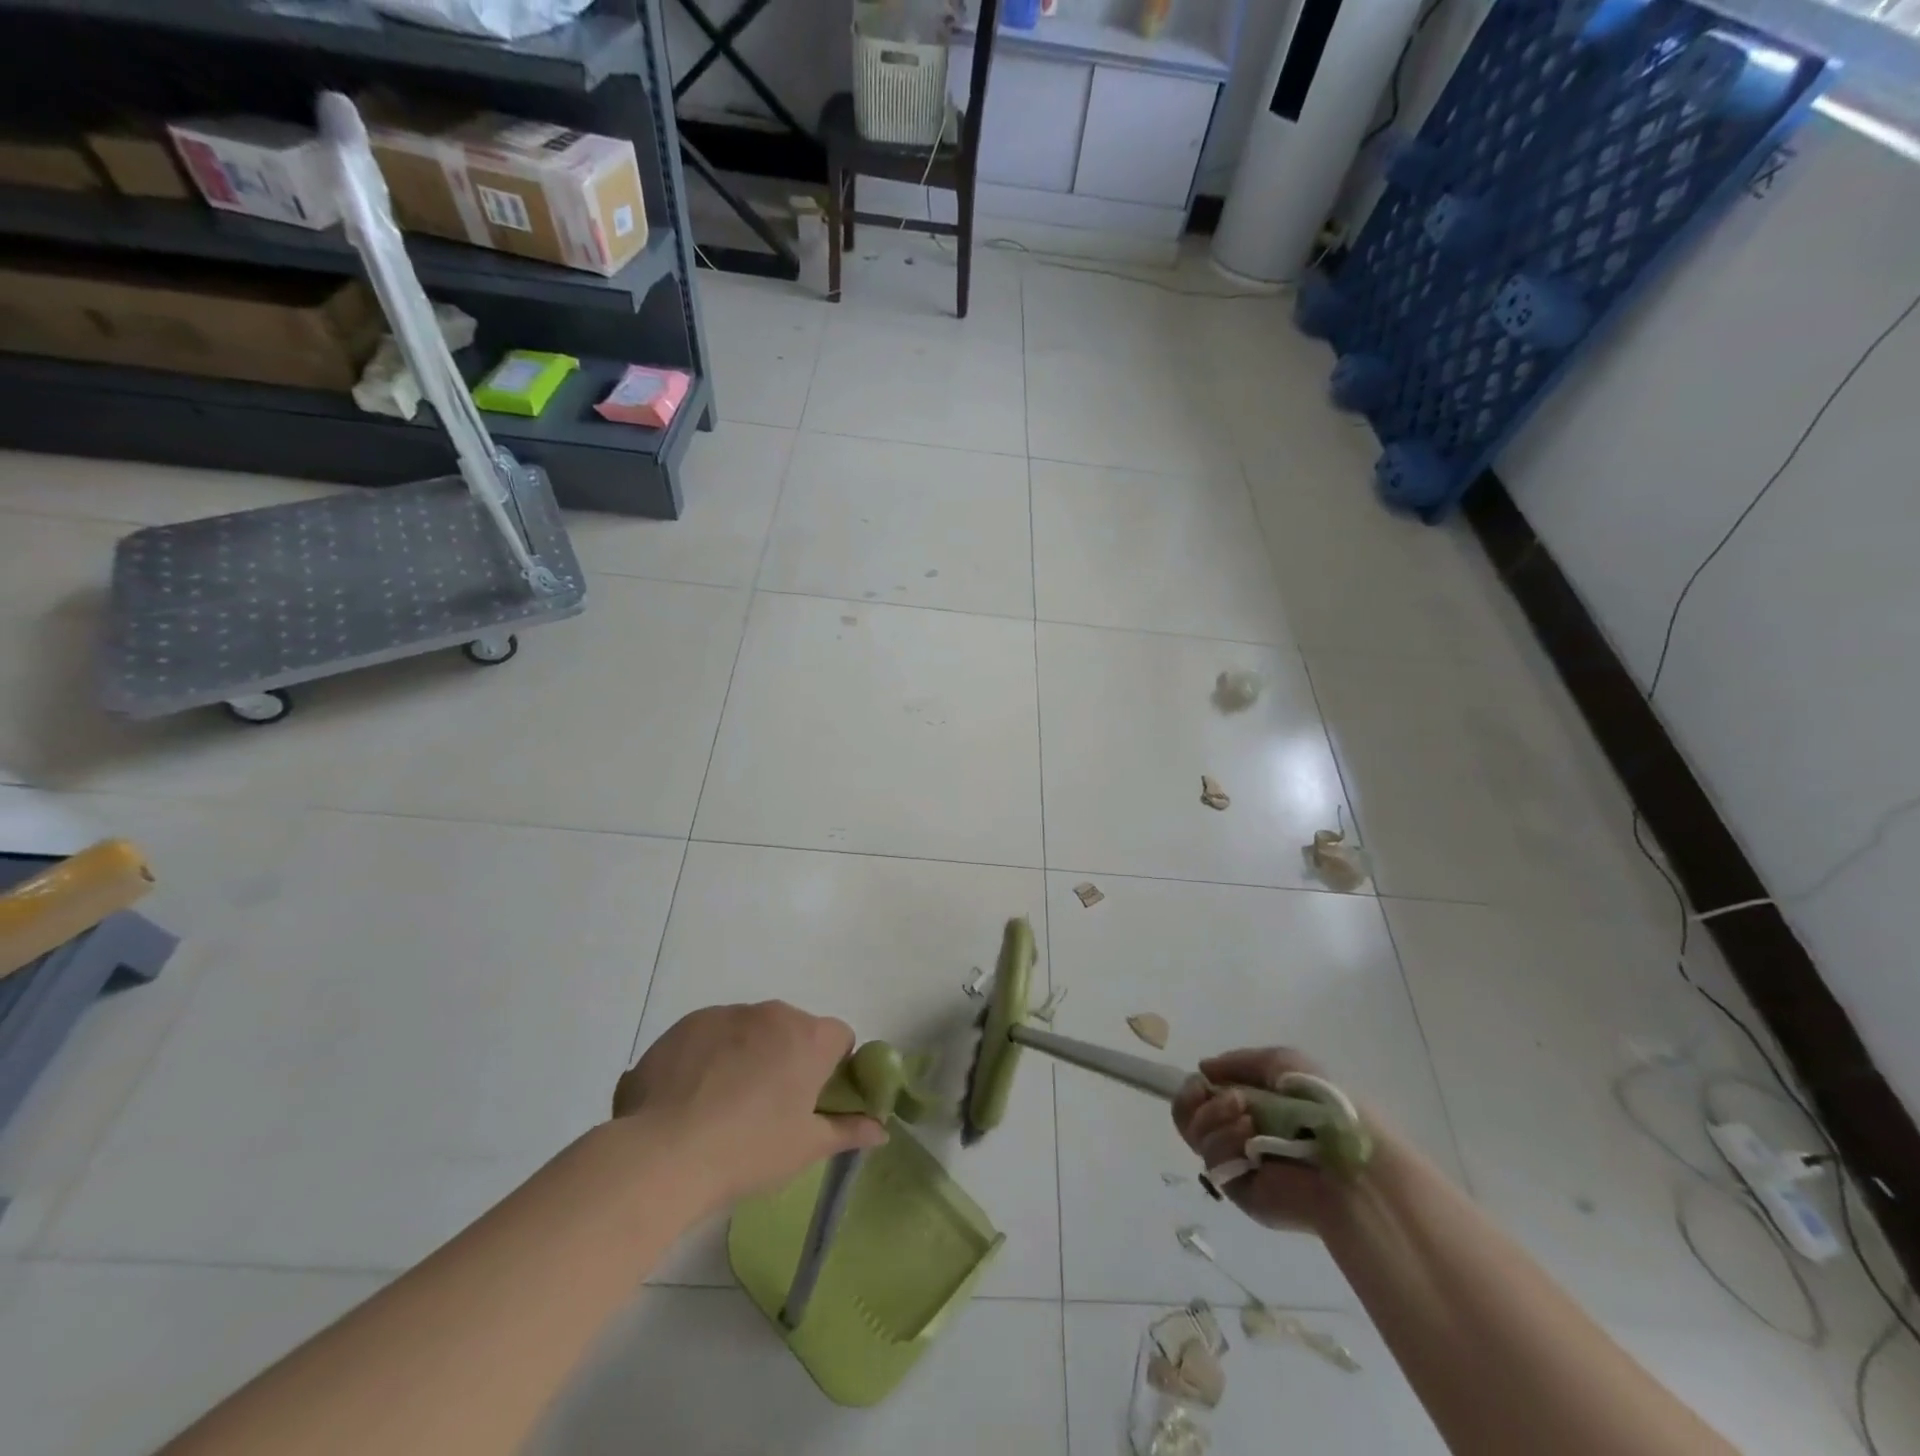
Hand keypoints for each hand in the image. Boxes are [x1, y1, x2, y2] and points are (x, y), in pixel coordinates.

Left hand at [611, 1002, 887, 1212]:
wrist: (663, 1154)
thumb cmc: (749, 1150)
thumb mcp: (806, 1148)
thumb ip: (848, 1130)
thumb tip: (881, 1129)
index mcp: (809, 1037)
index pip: (839, 1038)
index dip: (833, 1068)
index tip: (814, 1101)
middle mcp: (772, 1013)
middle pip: (793, 1030)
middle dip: (788, 1059)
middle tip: (769, 1108)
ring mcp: (726, 1014)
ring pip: (750, 1031)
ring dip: (748, 1055)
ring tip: (722, 1106)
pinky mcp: (687, 1024)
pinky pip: (711, 1035)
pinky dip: (710, 1057)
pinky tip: (690, 1098)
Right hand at [1171, 1047, 1341, 1232]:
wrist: (1346, 1157)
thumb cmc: (1319, 1102)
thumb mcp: (1280, 1062)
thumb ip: (1237, 1061)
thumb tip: (1203, 1069)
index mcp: (1248, 1105)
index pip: (1201, 1098)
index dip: (1192, 1088)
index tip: (1201, 1080)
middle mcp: (1237, 1133)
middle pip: (1187, 1117)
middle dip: (1194, 1101)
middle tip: (1216, 1095)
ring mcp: (1237, 1162)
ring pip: (1196, 1136)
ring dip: (1214, 1117)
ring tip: (1247, 1117)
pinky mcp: (1239, 1190)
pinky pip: (1212, 1161)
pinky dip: (1225, 1143)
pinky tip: (1249, 1138)